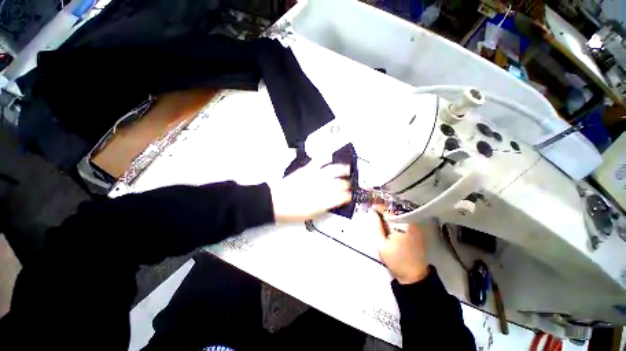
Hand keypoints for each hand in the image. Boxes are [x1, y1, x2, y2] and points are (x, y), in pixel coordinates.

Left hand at [269, 163, 351, 223]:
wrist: (275, 202)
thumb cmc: (292, 211)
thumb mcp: (312, 215)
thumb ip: (326, 208)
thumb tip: (334, 202)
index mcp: (324, 201)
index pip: (342, 197)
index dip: (348, 196)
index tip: (350, 196)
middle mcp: (321, 187)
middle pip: (340, 183)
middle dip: (347, 184)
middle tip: (349, 184)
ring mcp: (314, 176)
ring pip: (333, 170)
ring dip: (343, 169)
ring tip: (347, 169)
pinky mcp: (307, 169)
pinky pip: (319, 161)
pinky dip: (326, 158)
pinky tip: (330, 157)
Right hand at [370, 211, 428, 284]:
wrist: (414, 275)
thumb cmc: (396, 260)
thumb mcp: (381, 244)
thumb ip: (377, 227)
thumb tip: (374, 214)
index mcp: (401, 226)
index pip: (388, 212)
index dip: (379, 208)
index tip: (372, 208)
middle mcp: (411, 224)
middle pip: (395, 211)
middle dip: (385, 210)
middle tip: (376, 212)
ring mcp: (416, 227)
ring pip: (401, 215)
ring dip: (391, 214)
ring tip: (382, 217)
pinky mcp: (419, 231)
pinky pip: (406, 220)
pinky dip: (398, 219)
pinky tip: (391, 223)